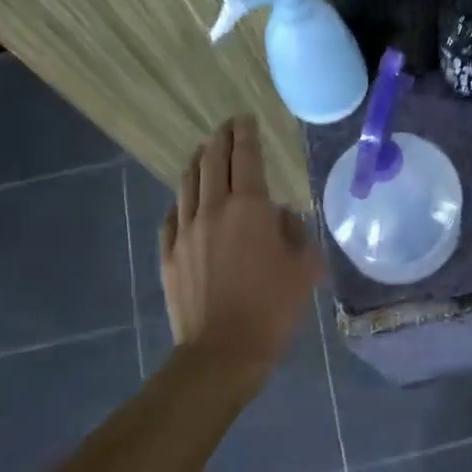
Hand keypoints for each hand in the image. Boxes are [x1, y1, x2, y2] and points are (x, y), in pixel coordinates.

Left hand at [161, 117, 322, 373]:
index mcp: (249, 207)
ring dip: (197, 163)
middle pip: (211, 162)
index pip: (245, 156)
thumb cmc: (273, 308)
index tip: (246, 119)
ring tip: (205, 155)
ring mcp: (185, 231)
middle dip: (220, 140)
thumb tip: (282, 217)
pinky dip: (181, 201)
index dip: (246, 133)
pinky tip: (185, 202)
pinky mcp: (169, 254)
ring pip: (187, 184)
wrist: (223, 351)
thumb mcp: (303, 268)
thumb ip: (295, 232)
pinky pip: (172, 215)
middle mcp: (212, 209)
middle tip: (227, 129)